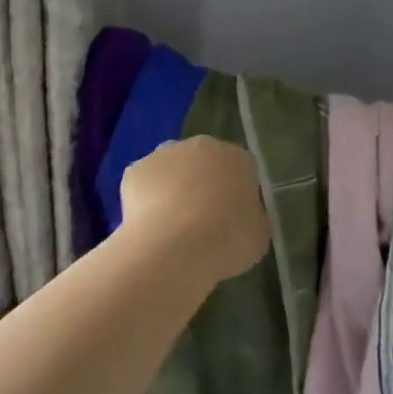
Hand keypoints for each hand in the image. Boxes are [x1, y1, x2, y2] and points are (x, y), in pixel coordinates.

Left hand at [120, 136, 270, 283]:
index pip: (240, 168)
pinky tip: (149, 226)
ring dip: (172, 187)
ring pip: (170, 168)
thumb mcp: (258, 235)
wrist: (174, 247)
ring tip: (171, 226)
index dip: (235, 193)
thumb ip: (252, 218)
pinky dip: (145, 199)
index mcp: (237, 158)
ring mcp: (164, 154)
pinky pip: (144, 183)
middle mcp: (200, 146)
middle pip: (203, 162)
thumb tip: (244, 216)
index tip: (232, 218)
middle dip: (202, 183)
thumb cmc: (227, 240)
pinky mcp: (135, 170)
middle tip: (201, 220)